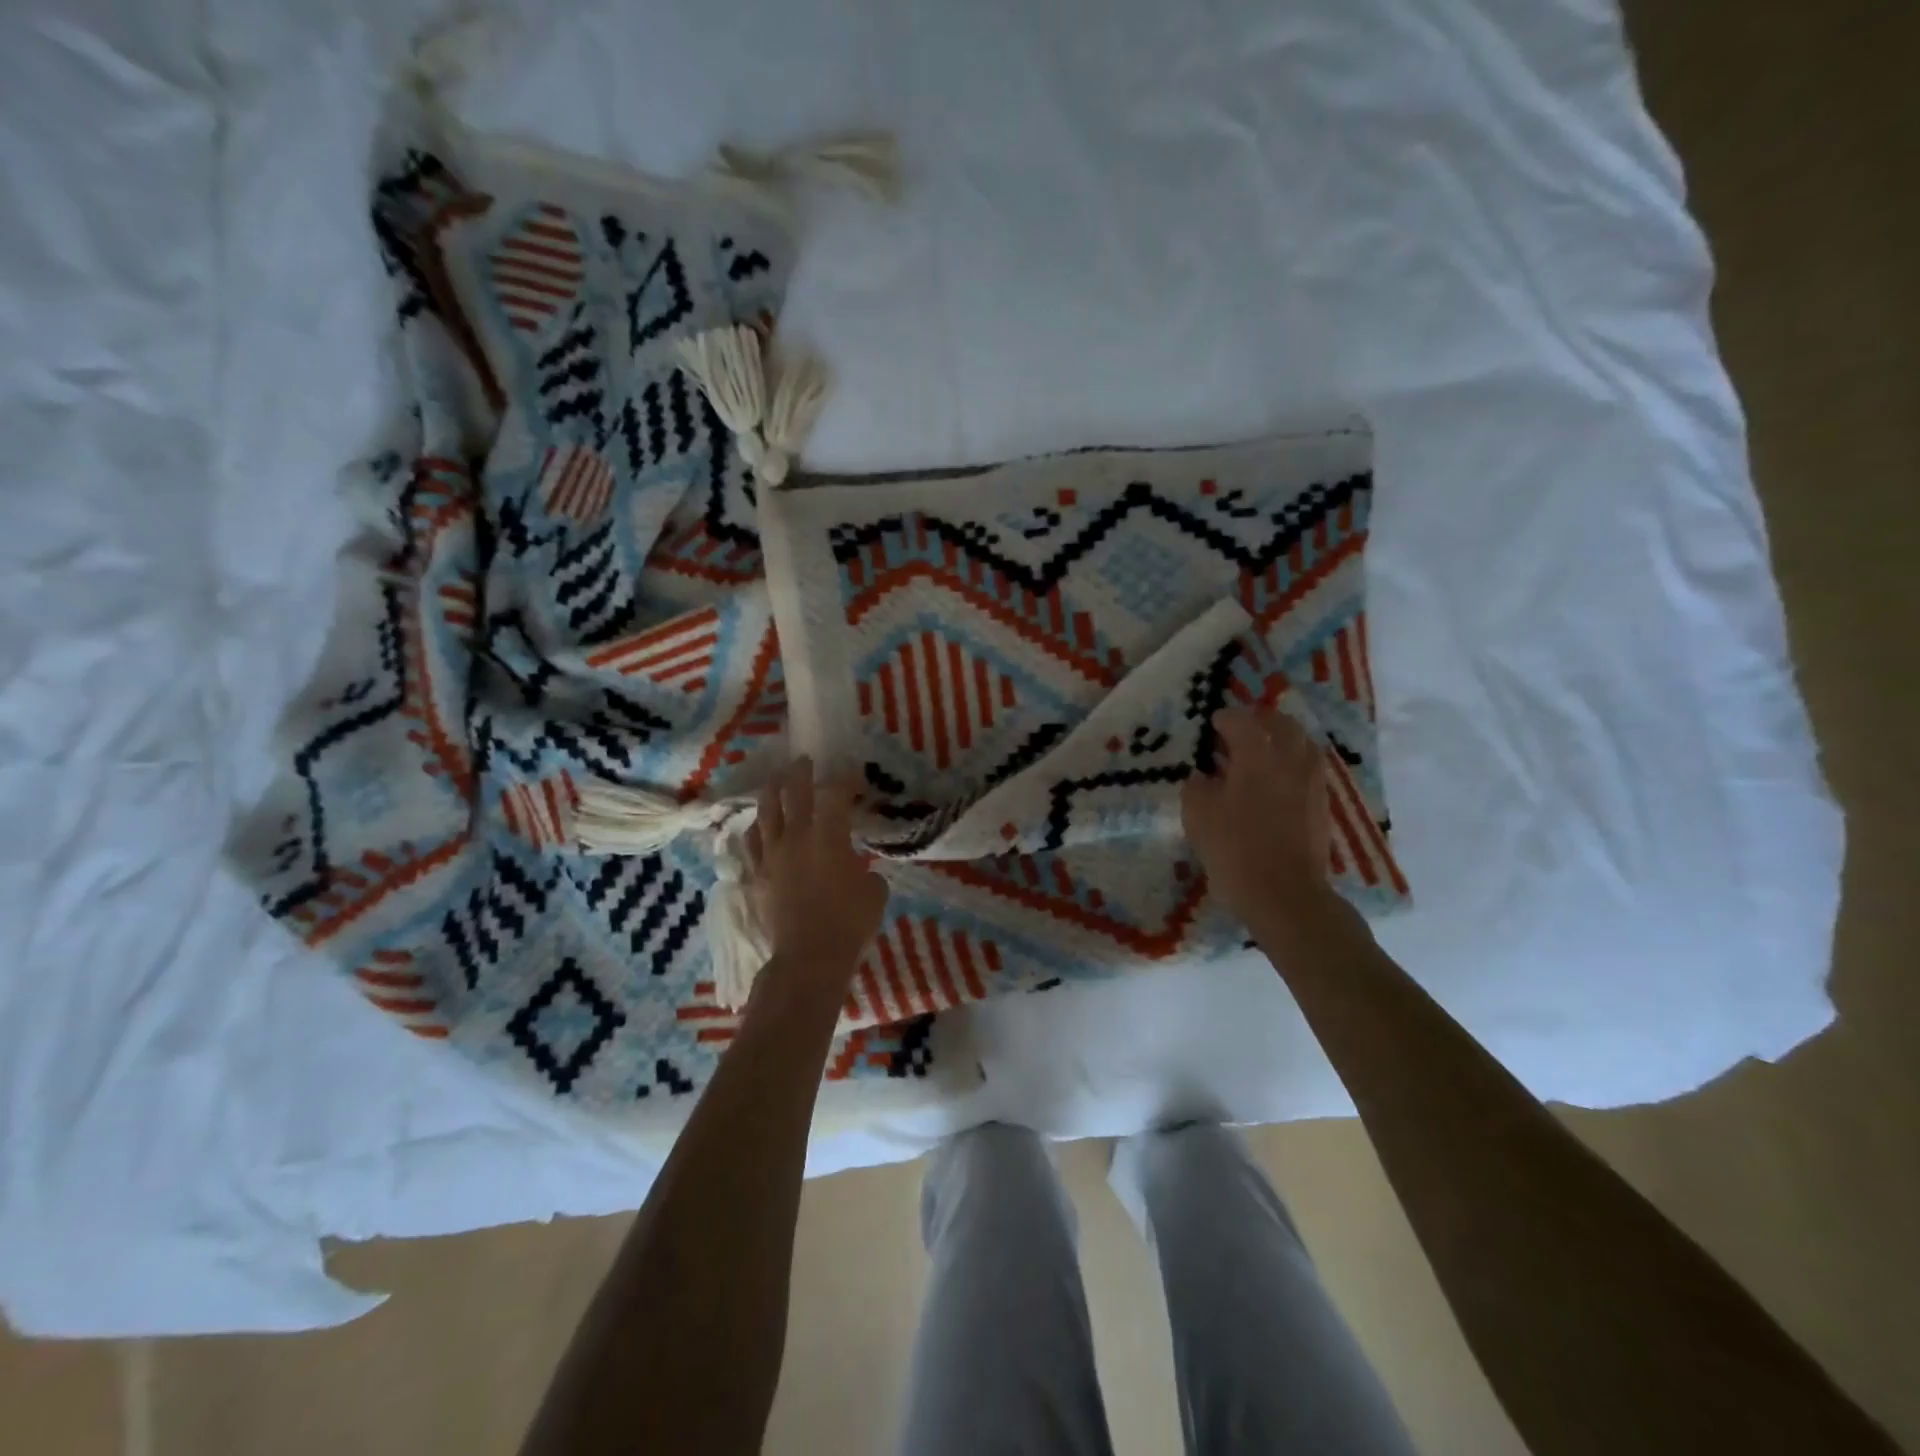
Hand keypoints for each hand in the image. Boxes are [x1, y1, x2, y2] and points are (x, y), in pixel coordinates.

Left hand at [745, 757, 887, 977]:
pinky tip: (758, 824)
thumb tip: (858, 869)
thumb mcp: (875, 892)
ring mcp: (772, 855)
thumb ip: (866, 871)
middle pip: (794, 792)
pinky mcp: (757, 875)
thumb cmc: (850, 923)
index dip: (844, 780)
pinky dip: (757, 827)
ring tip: (776, 779)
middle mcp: (796, 836)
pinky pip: (752, 842)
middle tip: (805, 761)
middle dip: (801, 772)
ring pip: (766, 811)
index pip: (835, 794)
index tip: (853, 776)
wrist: (809, 958)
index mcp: (829, 835)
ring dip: (772, 790)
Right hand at [1182, 707, 1345, 936]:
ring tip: (1264, 750)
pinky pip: (1309, 768)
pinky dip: (1294, 763)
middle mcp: (1289, 760)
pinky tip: (1278, 779)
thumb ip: (1197, 786)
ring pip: (1303, 744)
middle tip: (1242, 728)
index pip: (1242, 722)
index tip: (1212, 724)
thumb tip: (1203, 776)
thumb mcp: (1197, 815)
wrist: (1284, 894)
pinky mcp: (1321, 805)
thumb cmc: (1234, 849)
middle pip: (1282, 724)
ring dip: (1283, 738)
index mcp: (1257, 756)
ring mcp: (1311, 782)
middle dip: (1261, 719)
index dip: (1225, 719)